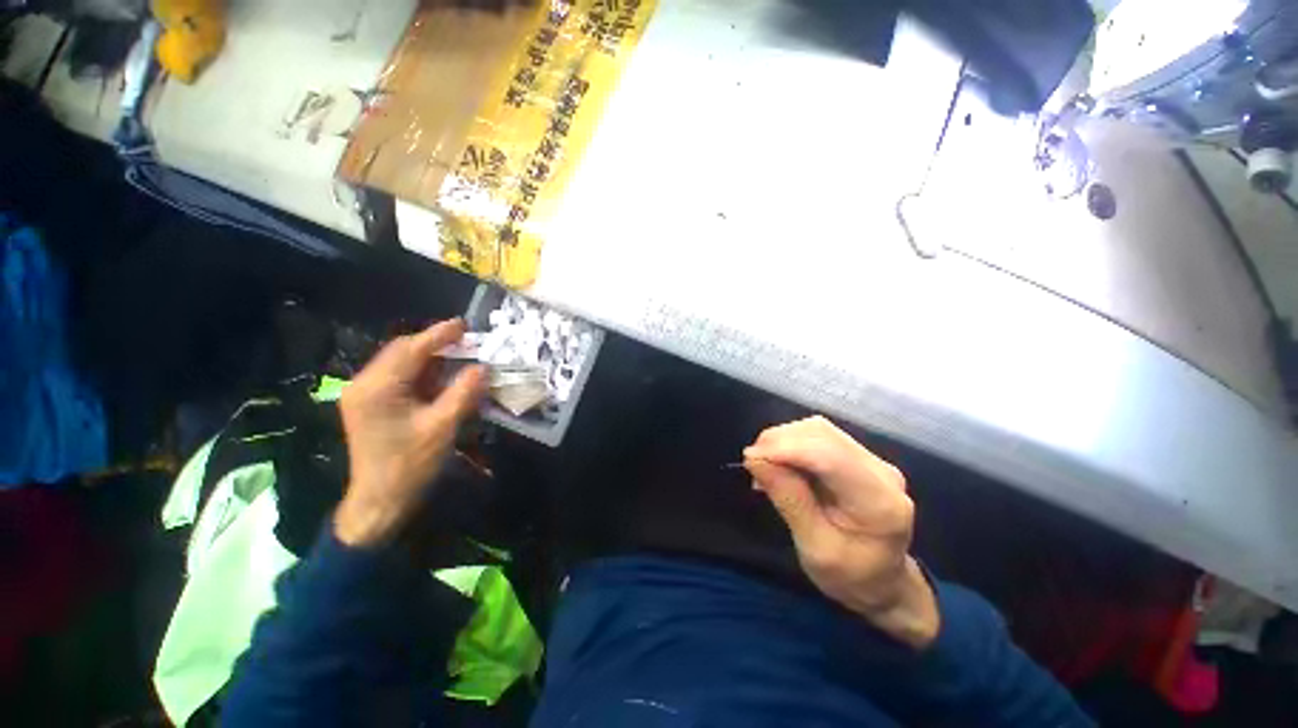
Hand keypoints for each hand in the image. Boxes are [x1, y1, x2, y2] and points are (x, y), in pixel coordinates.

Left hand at [334, 320, 487, 547]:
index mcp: (377, 388)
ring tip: (459, 355)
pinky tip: (442, 378)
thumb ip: (463, 393)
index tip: (463, 324)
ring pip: (401, 364)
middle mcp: (364, 384)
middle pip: (402, 352)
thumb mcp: (442, 427)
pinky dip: (423, 374)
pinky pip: (399, 379)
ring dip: (430, 358)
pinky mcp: (371, 405)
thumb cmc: (409, 465)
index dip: (439, 335)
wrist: (379, 501)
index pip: (411, 350)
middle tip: (466, 341)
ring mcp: (365, 395)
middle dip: (434, 344)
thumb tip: (483, 367)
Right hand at [744, 416, 938, 648]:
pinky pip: (818, 436)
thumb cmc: (850, 577)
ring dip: (783, 440)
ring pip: (817, 429)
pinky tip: (779, 461)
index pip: (829, 457)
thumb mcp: (814, 549)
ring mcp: (872, 459)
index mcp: (879, 503)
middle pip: (822, 434)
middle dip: (779, 441)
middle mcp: (881, 471)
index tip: (750, 458)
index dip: (786, 449)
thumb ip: (789, 500)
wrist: (884, 582)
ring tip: (764, 463)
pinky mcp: (859, 456)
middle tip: (752, 463)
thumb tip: (755, 459)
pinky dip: (791, 443)